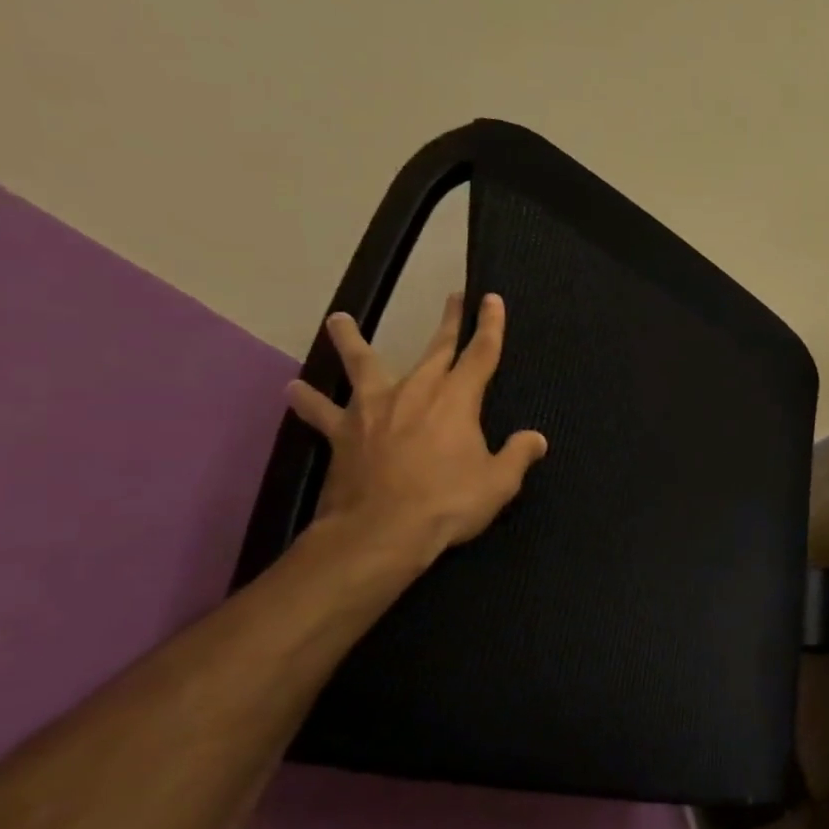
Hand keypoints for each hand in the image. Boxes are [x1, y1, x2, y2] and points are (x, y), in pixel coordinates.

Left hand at [286, 291, 547, 564]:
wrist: (380, 531)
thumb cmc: (448, 502)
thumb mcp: (499, 482)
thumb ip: (518, 455)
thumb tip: (535, 439)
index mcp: (457, 400)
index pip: (481, 354)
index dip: (490, 326)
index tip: (492, 298)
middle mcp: (415, 392)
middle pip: (435, 349)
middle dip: (448, 322)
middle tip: (454, 297)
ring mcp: (373, 410)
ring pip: (362, 365)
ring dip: (351, 341)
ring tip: (338, 319)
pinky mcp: (343, 434)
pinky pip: (322, 412)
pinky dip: (308, 400)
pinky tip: (293, 389)